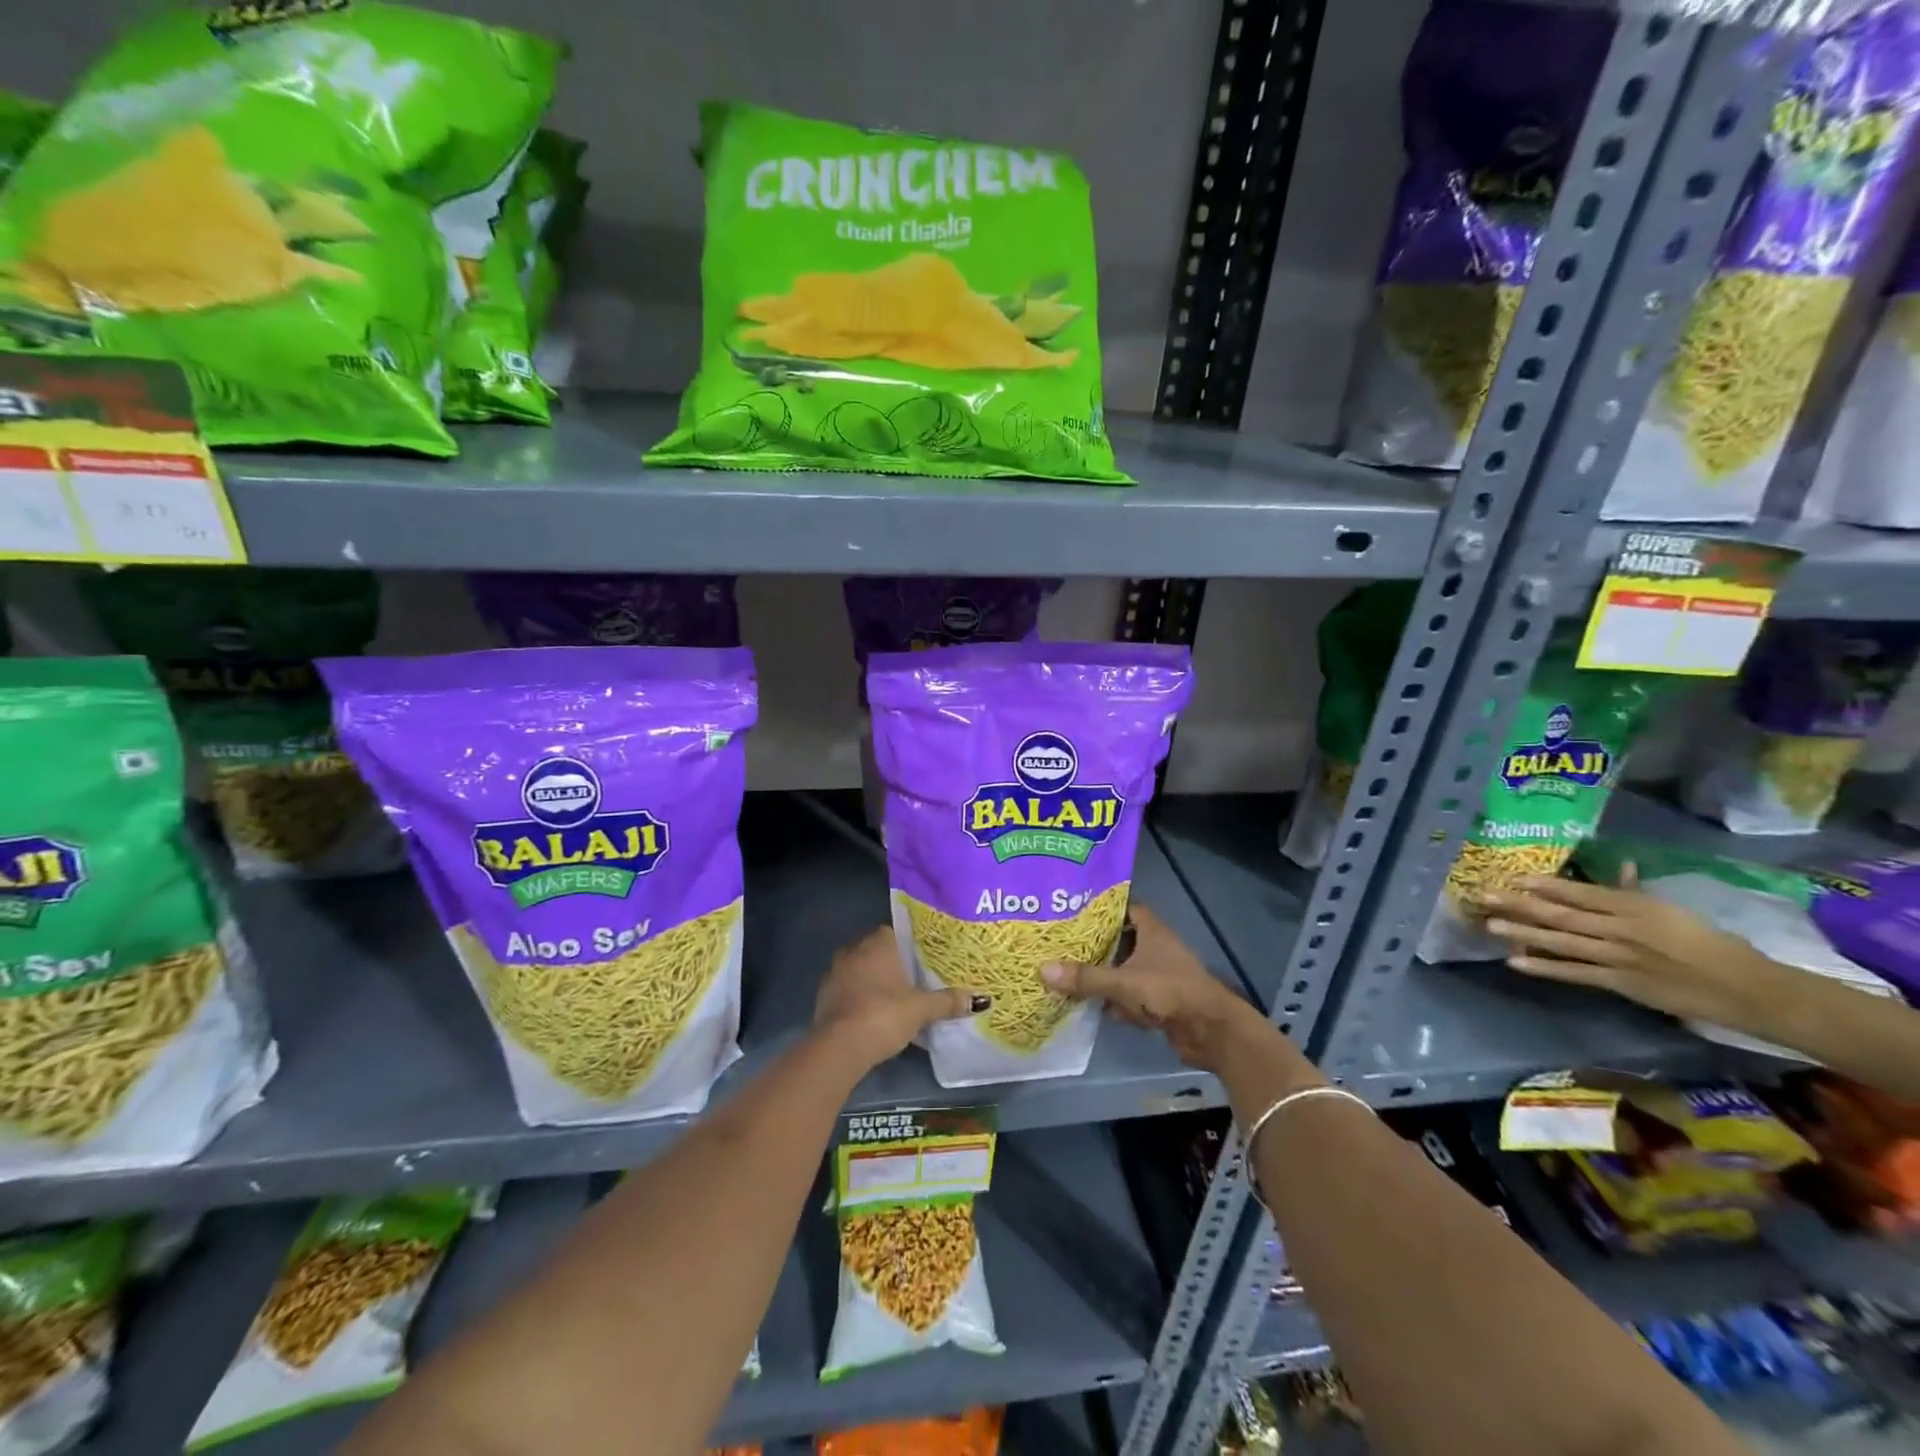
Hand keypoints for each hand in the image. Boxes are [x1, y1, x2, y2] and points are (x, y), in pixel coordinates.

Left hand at [814, 926, 986, 1069]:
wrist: (838, 1048)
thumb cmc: (883, 1015)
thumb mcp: (921, 1009)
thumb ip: (948, 1001)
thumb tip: (981, 999)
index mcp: (877, 943)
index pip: (897, 933)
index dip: (912, 945)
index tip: (926, 960)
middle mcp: (853, 950)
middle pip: (879, 952)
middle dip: (895, 965)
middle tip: (917, 981)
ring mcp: (835, 973)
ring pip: (862, 971)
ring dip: (876, 983)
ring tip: (898, 1001)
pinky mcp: (824, 997)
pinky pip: (849, 991)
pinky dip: (861, 999)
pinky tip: (875, 1016)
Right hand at [1040, 905, 1264, 1072]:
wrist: (1211, 1031)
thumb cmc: (1170, 992)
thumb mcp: (1124, 983)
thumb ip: (1086, 978)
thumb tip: (1043, 969)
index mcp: (1150, 930)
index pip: (1122, 907)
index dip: (1099, 907)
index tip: (1070, 909)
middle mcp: (1154, 947)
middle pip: (1118, 939)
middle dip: (1093, 944)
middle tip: (1059, 942)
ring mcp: (1157, 974)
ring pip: (1122, 968)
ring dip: (1101, 974)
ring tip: (1066, 971)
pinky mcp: (1158, 1000)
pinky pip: (1128, 994)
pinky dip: (1112, 1000)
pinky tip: (1088, 1005)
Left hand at [1481, 873, 1795, 1029]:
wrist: (1750, 989)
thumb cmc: (1712, 944)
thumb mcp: (1672, 910)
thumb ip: (1636, 891)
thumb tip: (1619, 865)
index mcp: (1636, 907)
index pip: (1581, 892)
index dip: (1546, 885)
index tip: (1514, 877)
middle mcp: (1621, 928)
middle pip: (1562, 914)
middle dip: (1520, 904)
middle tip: (1484, 896)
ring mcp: (1618, 957)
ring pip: (1561, 941)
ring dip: (1523, 932)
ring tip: (1490, 924)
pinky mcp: (1621, 984)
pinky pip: (1575, 974)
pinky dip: (1544, 967)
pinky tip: (1515, 961)